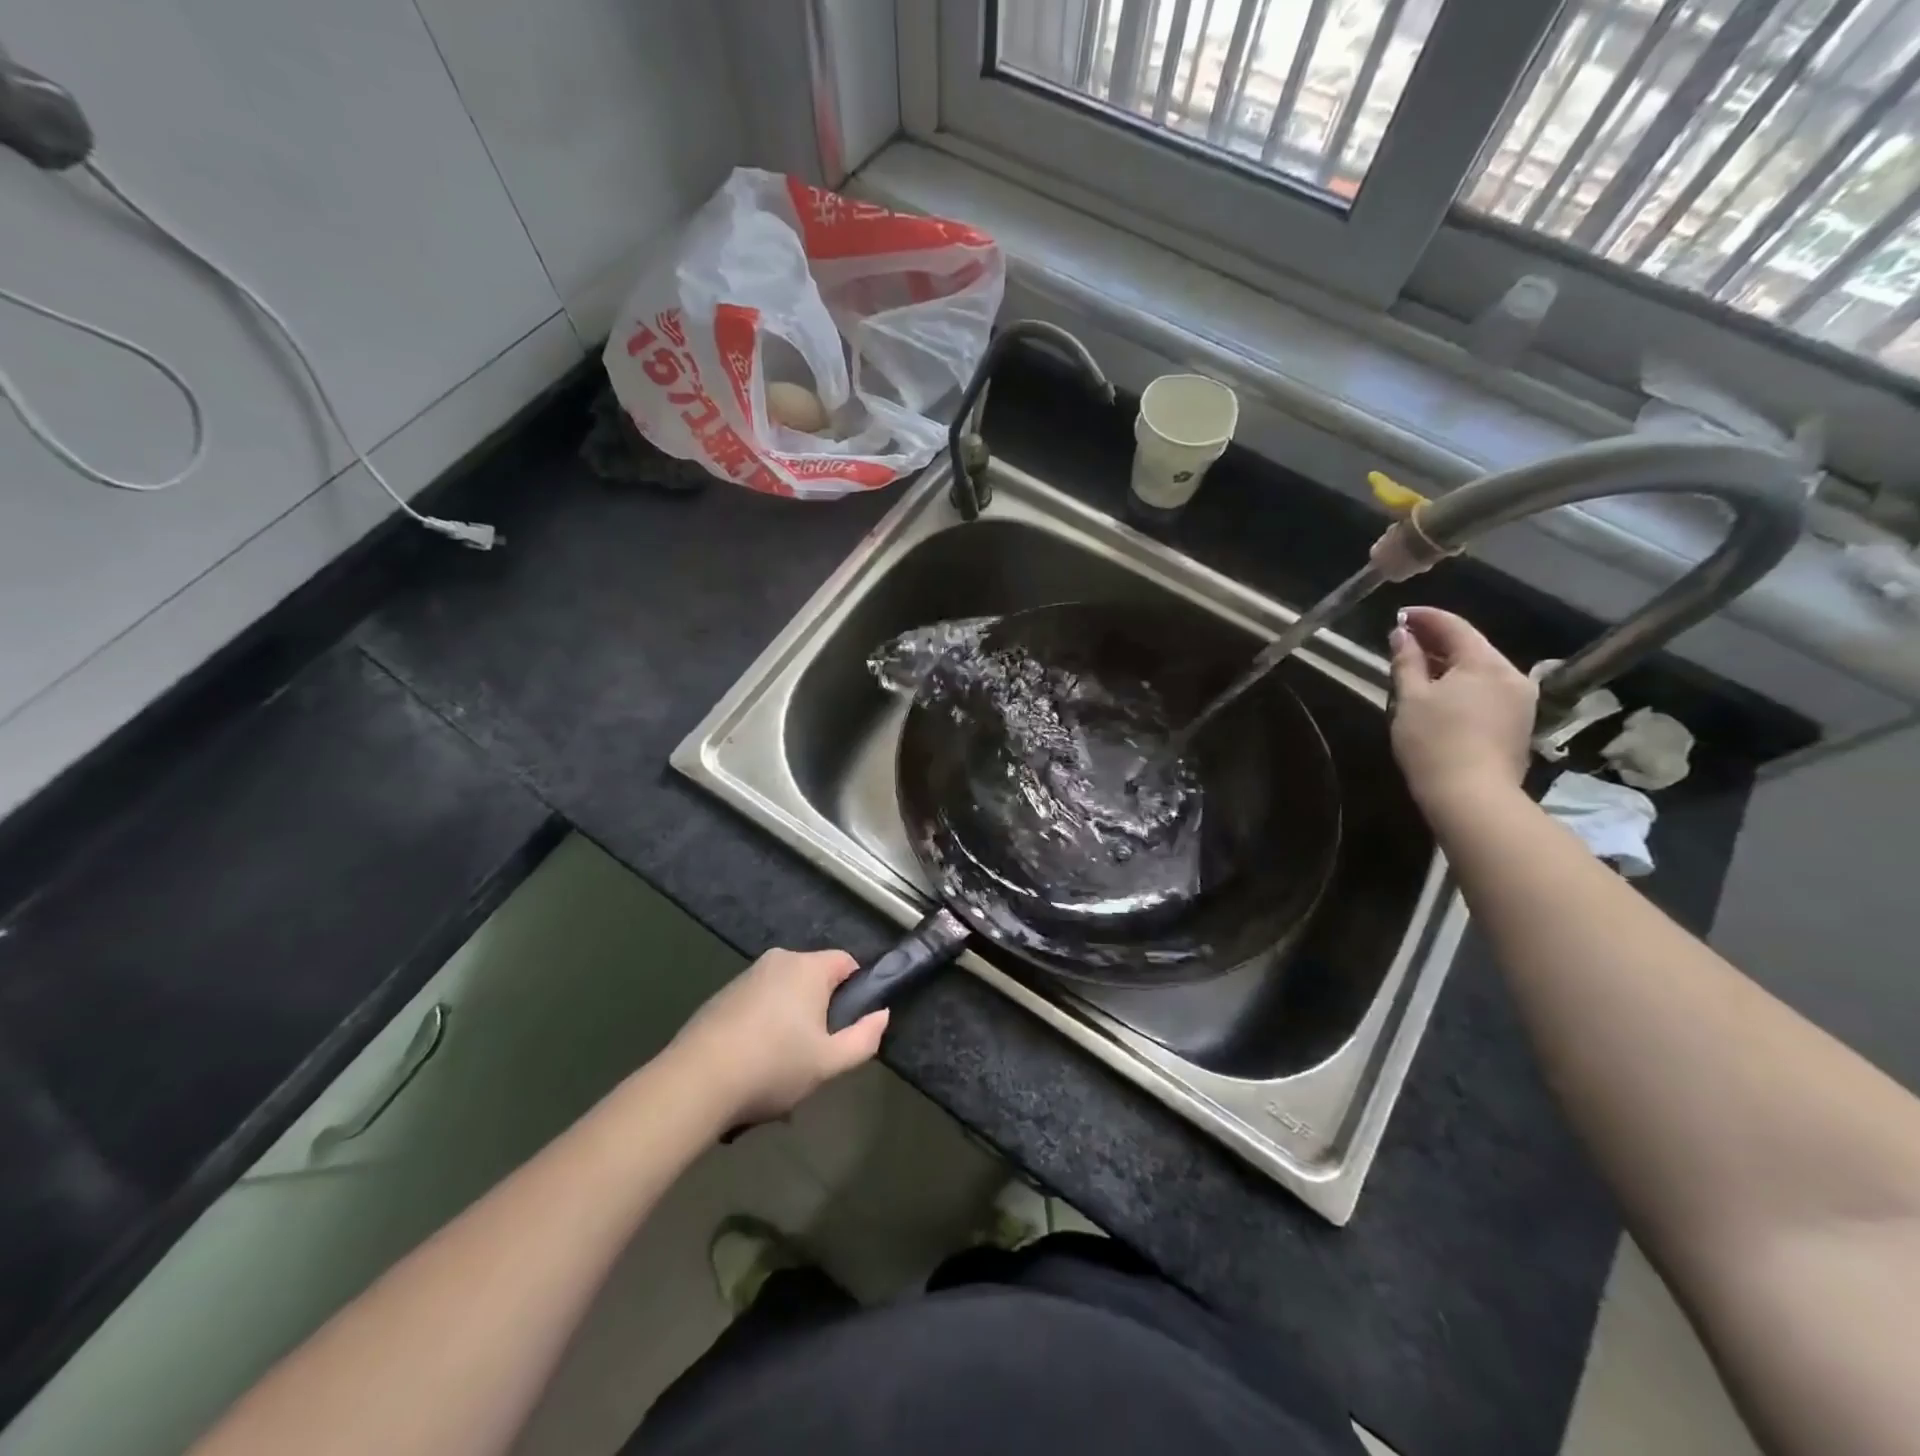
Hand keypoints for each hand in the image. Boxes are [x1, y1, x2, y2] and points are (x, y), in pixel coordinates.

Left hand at [670, 949, 887, 1124]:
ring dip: (789, 1023)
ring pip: (783, 995)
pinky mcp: (720, 997)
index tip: (849, 1027)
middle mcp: (777, 961)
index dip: (856, 991)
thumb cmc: (773, 1066)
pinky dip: (762, 1028)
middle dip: (820, 1012)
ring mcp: (745, 977)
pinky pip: (757, 1005)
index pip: (846, 962)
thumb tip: (882, 1015)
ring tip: (781, 1070)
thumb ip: (864, 1038)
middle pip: (813, 979)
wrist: (696, 1082)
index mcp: (807, 967)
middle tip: (816, 1055)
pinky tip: (752, 1067)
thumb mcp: (829, 1062)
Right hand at [1388, 606, 1536, 808]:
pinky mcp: (1518, 721)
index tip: (1400, 615)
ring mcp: (1520, 699)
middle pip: (1471, 645)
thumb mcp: (1410, 698)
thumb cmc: (1434, 742)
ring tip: (1418, 665)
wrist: (1472, 796)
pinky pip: (1488, 688)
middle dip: (1437, 639)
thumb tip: (1401, 634)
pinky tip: (1441, 691)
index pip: (1454, 626)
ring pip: (1481, 668)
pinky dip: (1463, 682)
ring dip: (1450, 662)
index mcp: (1485, 663)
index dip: (1425, 617)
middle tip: (1404, 638)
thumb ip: (1407, 661)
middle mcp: (1511, 674)